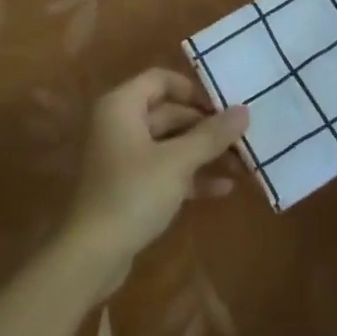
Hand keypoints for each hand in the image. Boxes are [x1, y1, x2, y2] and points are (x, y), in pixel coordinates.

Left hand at [65, 70, 248, 273]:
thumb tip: (244, 111)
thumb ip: (211, 135)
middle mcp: (120, 123)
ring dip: (204, 154)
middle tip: (243, 140)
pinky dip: (191, 176)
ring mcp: (123, 156)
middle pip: (169, 113)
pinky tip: (224, 189)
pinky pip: (164, 169)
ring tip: (243, 165)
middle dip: (207, 128)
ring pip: (170, 144)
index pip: (161, 79)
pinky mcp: (129, 186)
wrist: (92, 256)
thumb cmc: (133, 193)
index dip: (193, 90)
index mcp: (122, 105)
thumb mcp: (177, 162)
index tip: (223, 107)